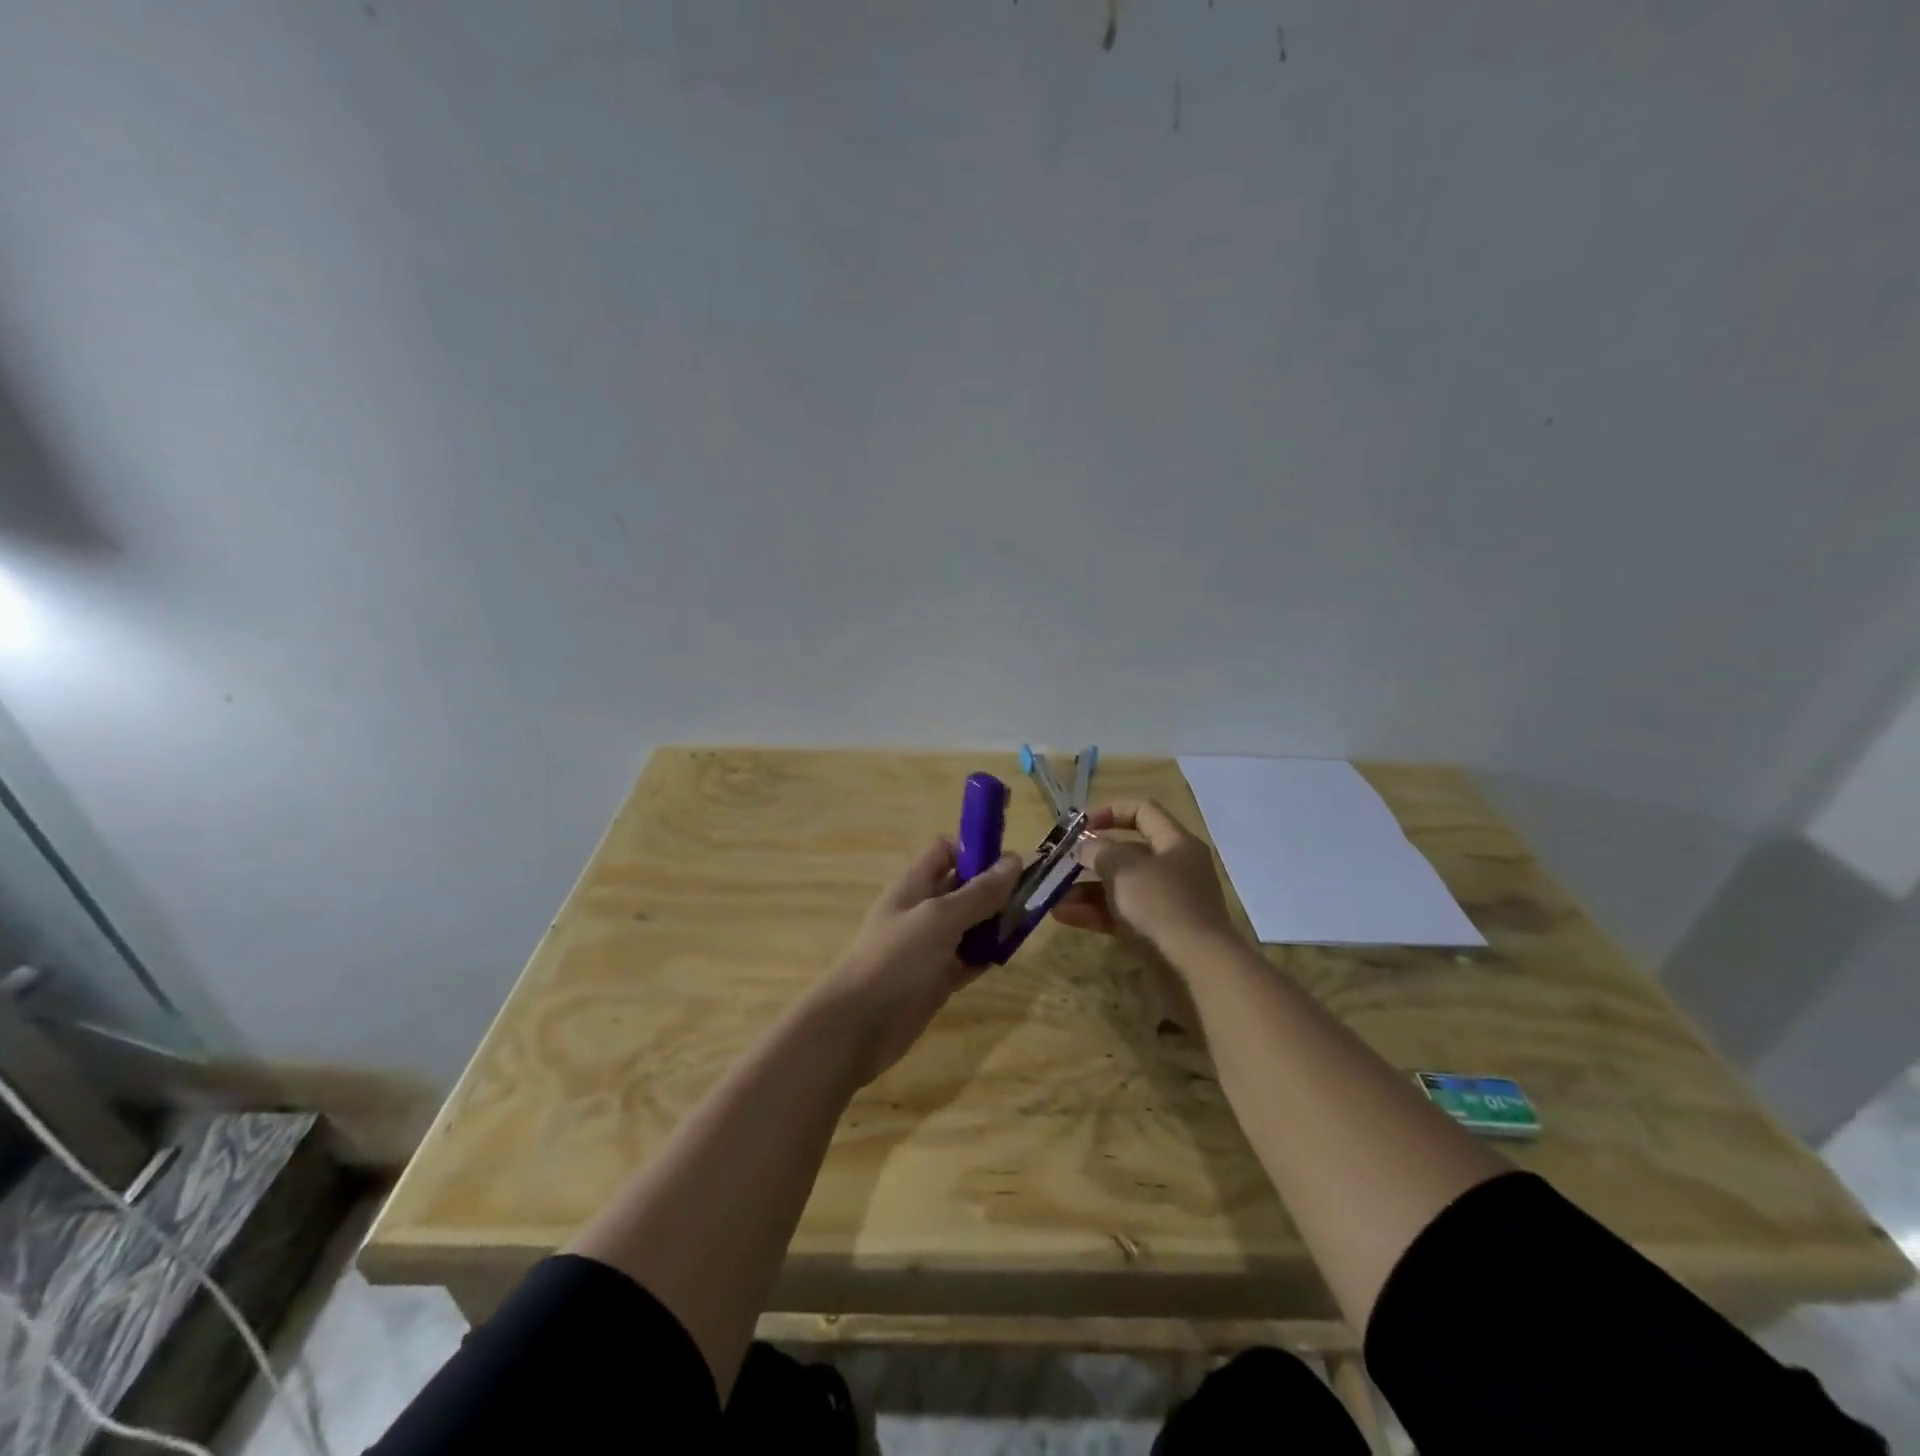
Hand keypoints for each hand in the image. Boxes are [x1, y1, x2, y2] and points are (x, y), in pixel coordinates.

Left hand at [820, 838, 1021, 1084]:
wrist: (860, 1025)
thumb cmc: (897, 959)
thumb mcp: (940, 918)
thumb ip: (978, 892)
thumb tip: (1014, 860)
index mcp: (915, 884)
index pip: (946, 851)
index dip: (975, 850)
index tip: (1009, 862)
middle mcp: (923, 910)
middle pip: (963, 887)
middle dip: (994, 888)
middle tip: (1032, 895)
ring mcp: (931, 946)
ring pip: (970, 924)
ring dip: (995, 922)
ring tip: (1028, 924)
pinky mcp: (938, 977)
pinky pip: (969, 957)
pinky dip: (987, 955)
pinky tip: (1009, 955)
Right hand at [1051, 800, 1234, 960]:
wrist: (1198, 970)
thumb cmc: (1161, 906)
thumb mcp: (1124, 869)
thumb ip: (1099, 850)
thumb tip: (1085, 846)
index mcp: (1176, 843)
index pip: (1143, 811)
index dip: (1110, 811)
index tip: (1080, 825)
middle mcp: (1174, 868)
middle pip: (1127, 852)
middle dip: (1090, 857)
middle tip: (1060, 863)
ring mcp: (1166, 903)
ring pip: (1120, 887)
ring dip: (1086, 889)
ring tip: (1053, 896)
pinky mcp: (1157, 932)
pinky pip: (1120, 914)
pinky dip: (1094, 913)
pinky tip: (1064, 916)